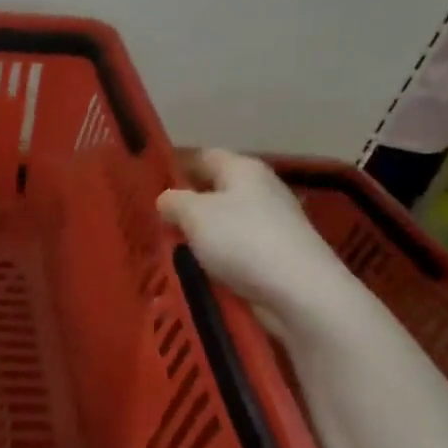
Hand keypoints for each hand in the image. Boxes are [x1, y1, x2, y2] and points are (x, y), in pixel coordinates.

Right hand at [157, 149, 361, 333]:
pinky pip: (237, 248)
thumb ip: (173, 201)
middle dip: (186, 202)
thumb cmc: (242, 240)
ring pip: (225, 221)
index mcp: (243, 169)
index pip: (203, 155)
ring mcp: (273, 223)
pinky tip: (198, 268)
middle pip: (215, 189)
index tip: (147, 181)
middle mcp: (261, 189)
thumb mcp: (194, 214)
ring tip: (169, 246)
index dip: (175, 164)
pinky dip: (217, 255)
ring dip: (201, 232)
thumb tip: (166, 199)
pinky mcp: (277, 254)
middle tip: (153, 217)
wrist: (300, 292)